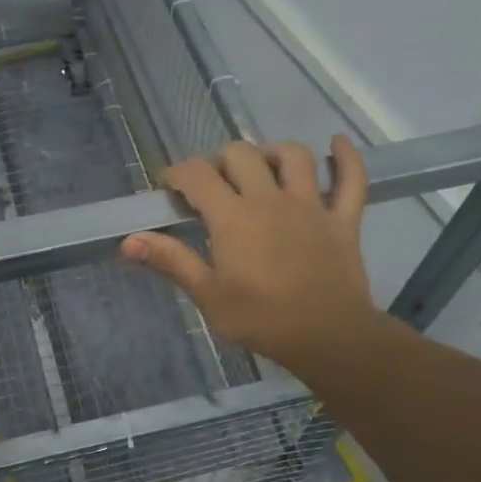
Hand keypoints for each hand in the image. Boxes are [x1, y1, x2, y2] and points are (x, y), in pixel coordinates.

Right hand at [121, 136, 398, 385]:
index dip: (176, 174)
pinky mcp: (343, 219)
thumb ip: (171, 261)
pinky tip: (336, 144)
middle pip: (241, 155)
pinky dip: (347, 158)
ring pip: (293, 156)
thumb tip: (128, 240)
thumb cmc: (261, 319)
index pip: (197, 175)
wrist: (328, 337)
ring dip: (271, 152)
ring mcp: (311, 205)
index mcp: (233, 217)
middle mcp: (270, 199)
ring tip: (260, 166)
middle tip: (210, 185)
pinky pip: (352, 180)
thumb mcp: (208, 295)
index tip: (167, 187)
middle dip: (218, 161)